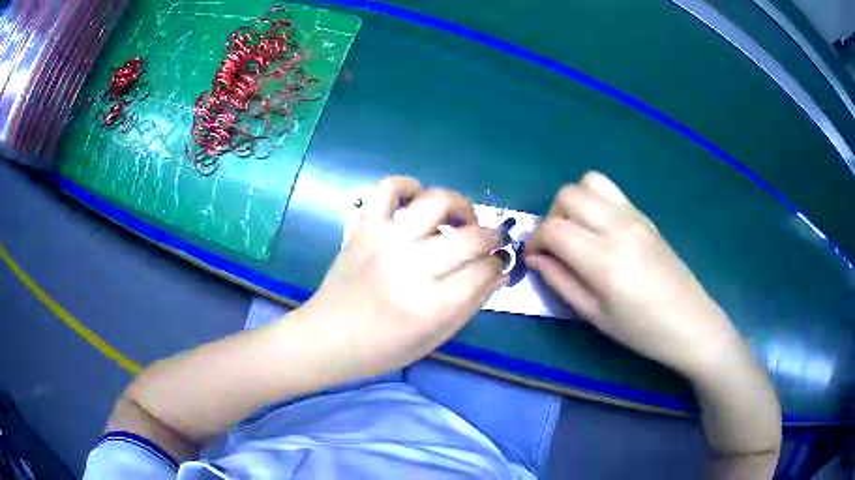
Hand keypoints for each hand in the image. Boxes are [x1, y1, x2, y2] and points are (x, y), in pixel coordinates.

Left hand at [303, 176, 506, 375]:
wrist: (329, 337)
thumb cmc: (384, 348)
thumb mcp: (435, 338)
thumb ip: (471, 303)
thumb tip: (498, 271)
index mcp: (430, 305)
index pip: (484, 270)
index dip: (498, 264)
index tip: (497, 264)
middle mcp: (411, 266)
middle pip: (470, 236)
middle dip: (491, 237)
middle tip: (488, 242)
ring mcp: (386, 240)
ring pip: (437, 200)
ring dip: (459, 206)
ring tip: (459, 220)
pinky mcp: (365, 226)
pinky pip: (390, 187)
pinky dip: (409, 186)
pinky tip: (418, 202)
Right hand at [526, 172, 746, 378]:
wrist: (690, 322)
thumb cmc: (641, 330)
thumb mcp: (595, 316)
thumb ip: (561, 282)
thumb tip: (536, 259)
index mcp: (603, 259)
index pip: (553, 228)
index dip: (535, 241)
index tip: (536, 258)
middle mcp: (617, 226)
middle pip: (568, 195)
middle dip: (552, 216)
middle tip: (557, 246)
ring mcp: (634, 216)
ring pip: (590, 182)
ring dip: (574, 202)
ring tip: (579, 231)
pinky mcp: (645, 216)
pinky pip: (612, 191)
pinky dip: (596, 201)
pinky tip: (602, 230)